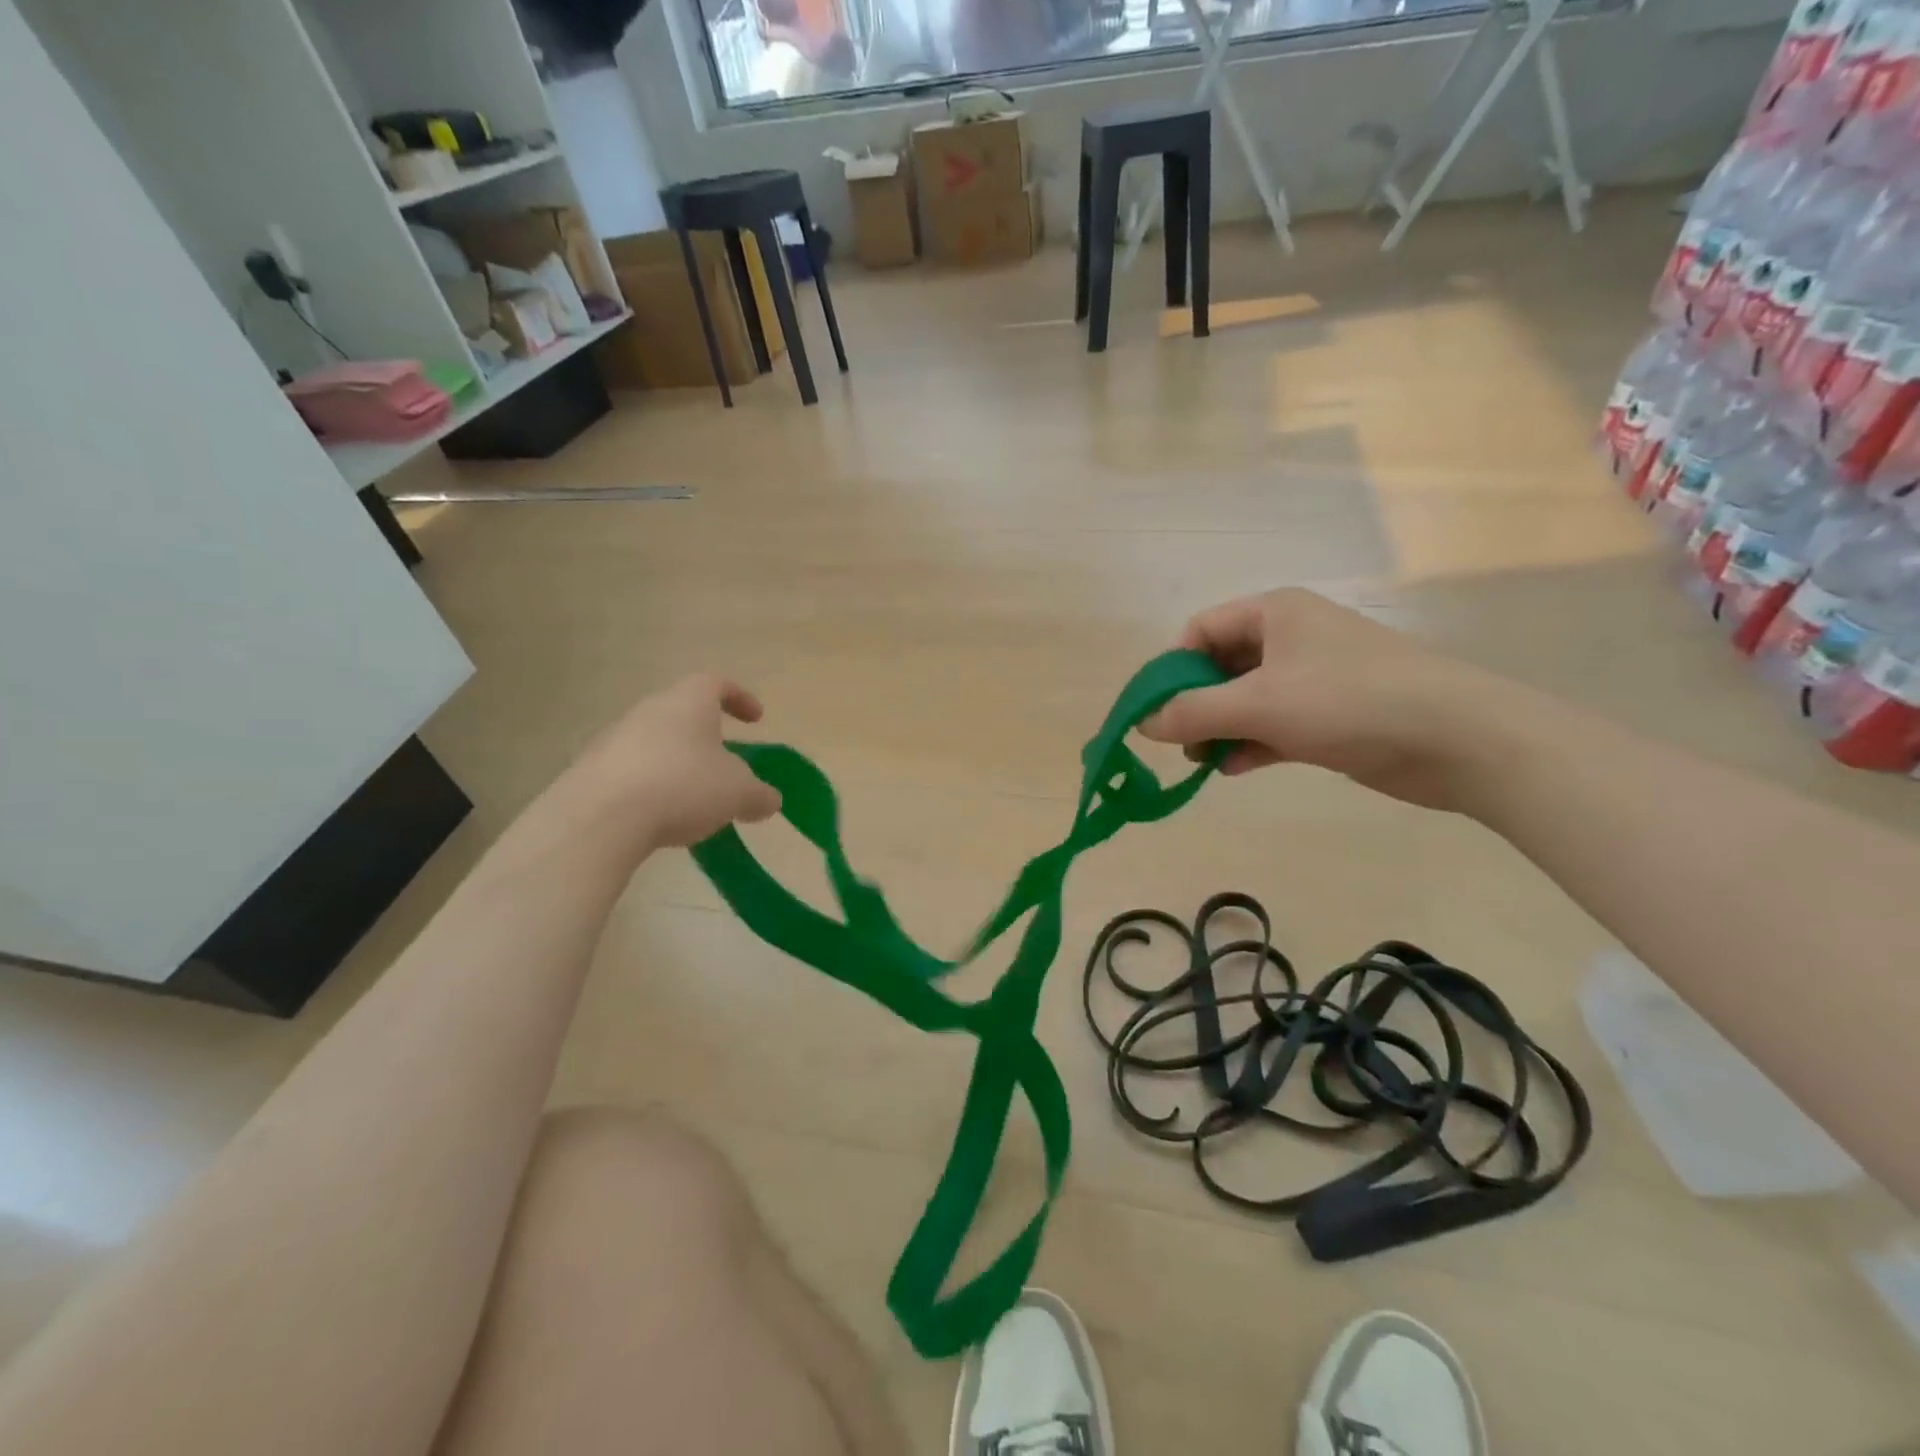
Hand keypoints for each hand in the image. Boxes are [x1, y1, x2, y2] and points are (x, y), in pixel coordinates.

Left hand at [565, 674, 782, 849]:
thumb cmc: (683, 786)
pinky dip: (653, 788)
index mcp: (688, 702)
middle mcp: (649, 711)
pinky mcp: (592, 771)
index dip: (740, 698)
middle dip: (708, 738)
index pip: (716, 684)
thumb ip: (760, 794)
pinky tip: (661, 817)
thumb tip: (769, 800)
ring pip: (657, 744)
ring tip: (695, 800)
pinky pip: (633, 772)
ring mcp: (615, 739)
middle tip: (726, 766)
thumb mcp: (738, 793)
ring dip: (679, 765)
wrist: (600, 817)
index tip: (756, 720)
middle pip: (683, 714)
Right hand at [1138, 589, 1517, 811]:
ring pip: (1245, 700)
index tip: (1155, 711)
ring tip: (1202, 761)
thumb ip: (1193, 712)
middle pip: (1220, 666)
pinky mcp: (1329, 716)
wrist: (1456, 738)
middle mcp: (1290, 638)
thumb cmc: (1348, 701)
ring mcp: (1312, 678)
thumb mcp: (1258, 703)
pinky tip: (1233, 769)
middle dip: (1194, 704)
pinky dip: (1249, 744)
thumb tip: (1143, 723)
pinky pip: (1272, 725)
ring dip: (1219, 729)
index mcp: (1273, 614)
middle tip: (1178, 742)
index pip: (1201, 630)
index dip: (1171, 668)